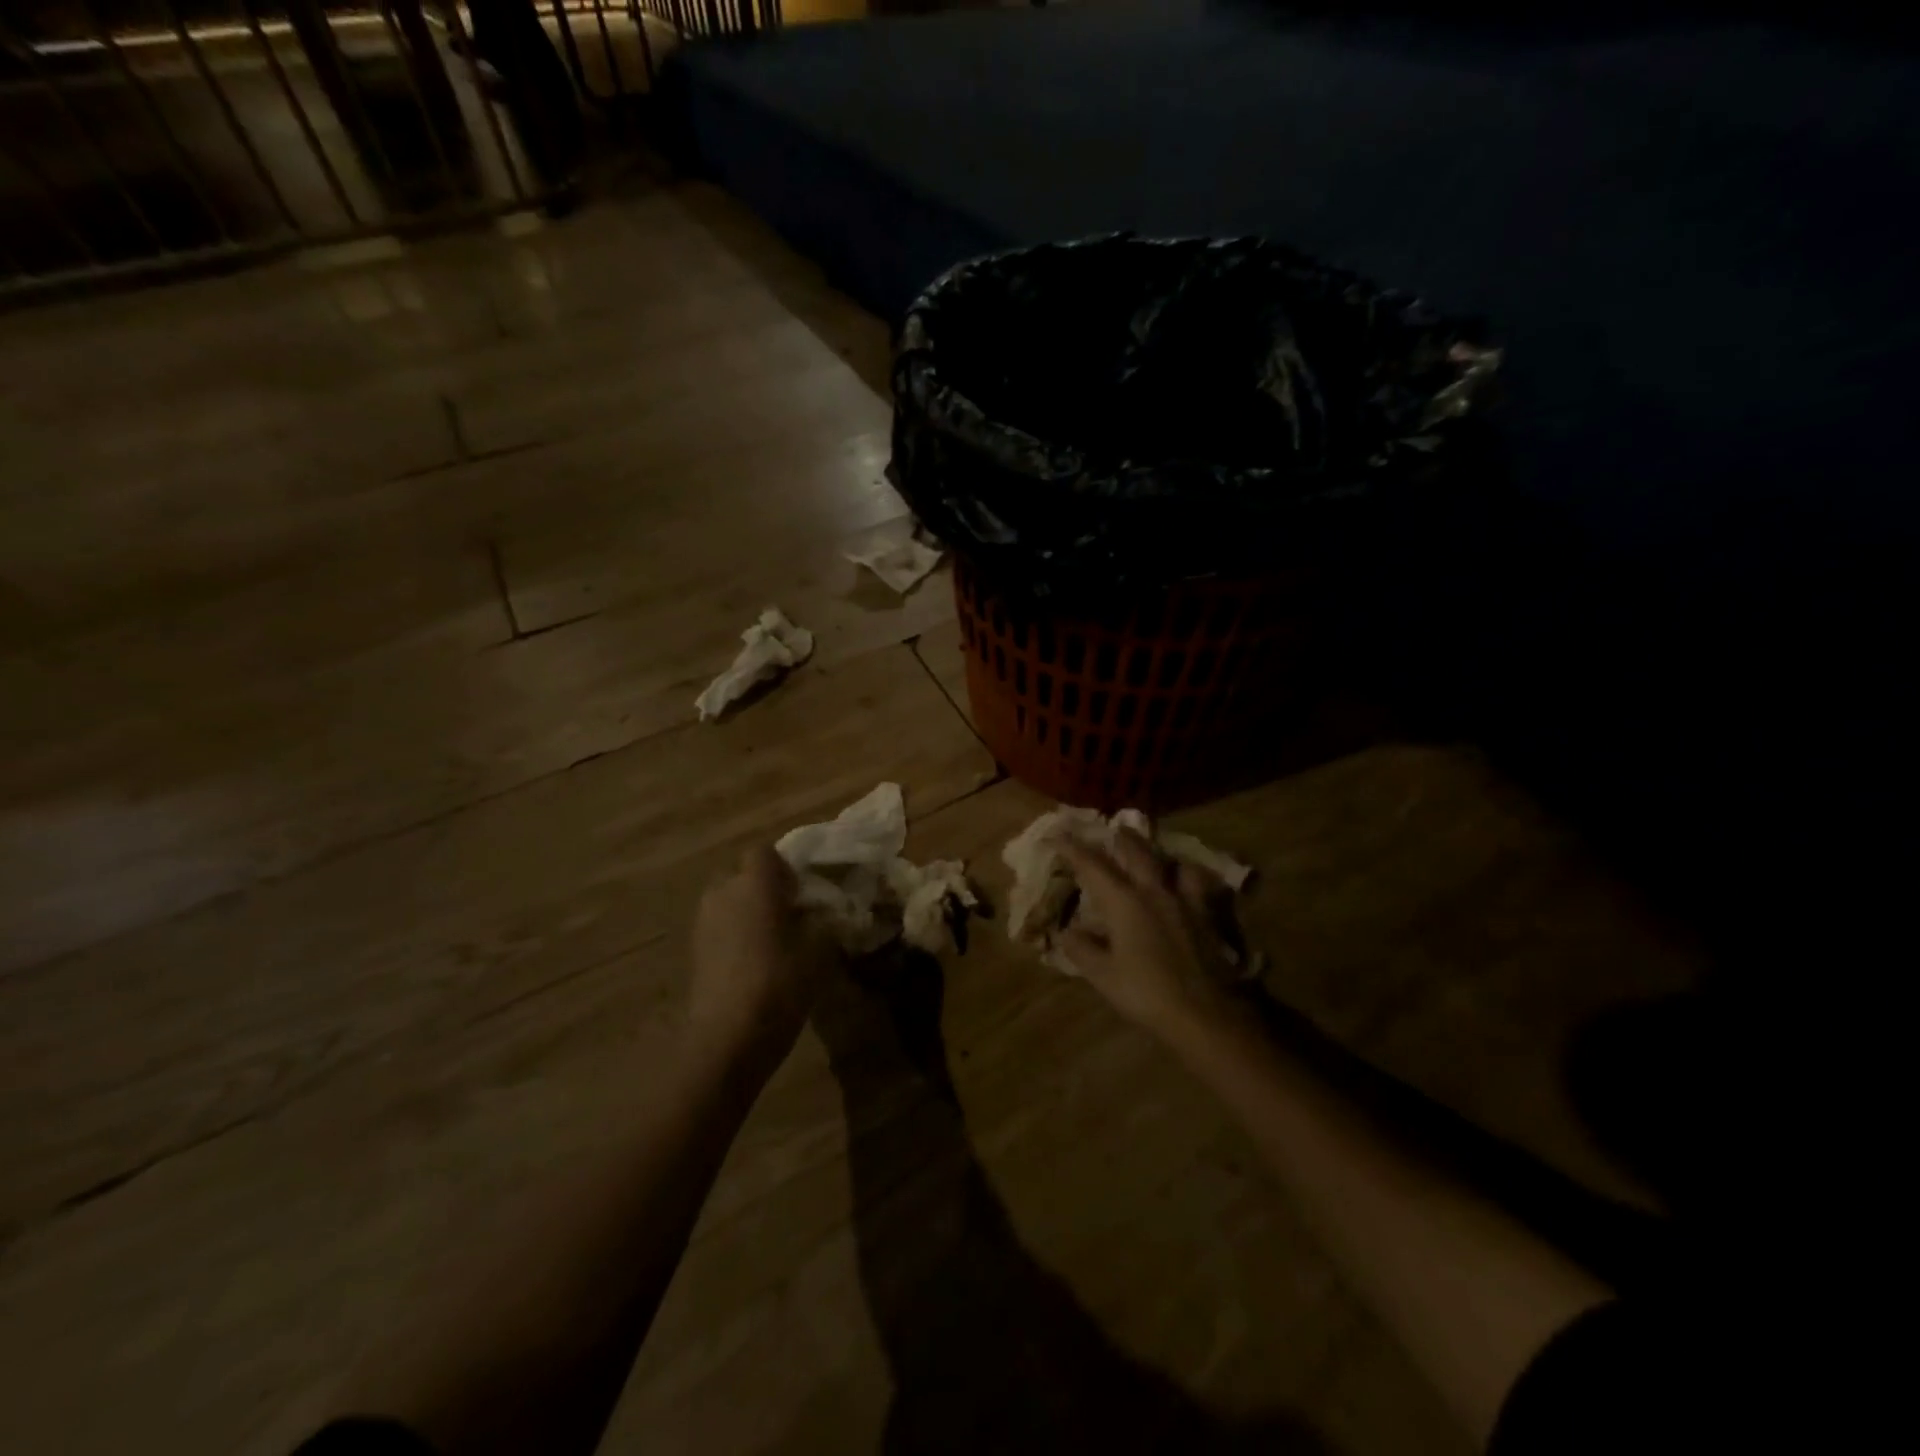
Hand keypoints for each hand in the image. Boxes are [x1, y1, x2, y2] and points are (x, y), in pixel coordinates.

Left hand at [689, 847, 833, 1074]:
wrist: (727, 1037)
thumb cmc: (779, 983)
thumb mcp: (819, 951)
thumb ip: (823, 922)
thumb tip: (827, 911)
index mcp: (755, 884)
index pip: (764, 852)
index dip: (784, 867)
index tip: (802, 891)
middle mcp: (723, 893)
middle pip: (743, 876)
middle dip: (763, 889)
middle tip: (790, 915)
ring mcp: (704, 922)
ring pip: (729, 902)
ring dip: (748, 913)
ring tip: (774, 942)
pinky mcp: (694, 951)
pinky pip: (720, 928)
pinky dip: (735, 937)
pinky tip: (755, 965)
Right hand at [1054, 829, 1241, 1040]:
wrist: (1207, 1014)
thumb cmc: (1147, 993)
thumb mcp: (1103, 976)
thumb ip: (1082, 950)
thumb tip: (1064, 931)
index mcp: (1124, 902)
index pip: (1092, 865)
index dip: (1073, 848)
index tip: (1058, 835)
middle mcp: (1155, 891)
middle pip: (1137, 852)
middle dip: (1121, 838)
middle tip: (1113, 829)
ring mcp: (1186, 902)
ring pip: (1173, 863)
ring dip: (1159, 853)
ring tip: (1154, 854)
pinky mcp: (1209, 917)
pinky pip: (1198, 886)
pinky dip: (1189, 878)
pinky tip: (1187, 886)